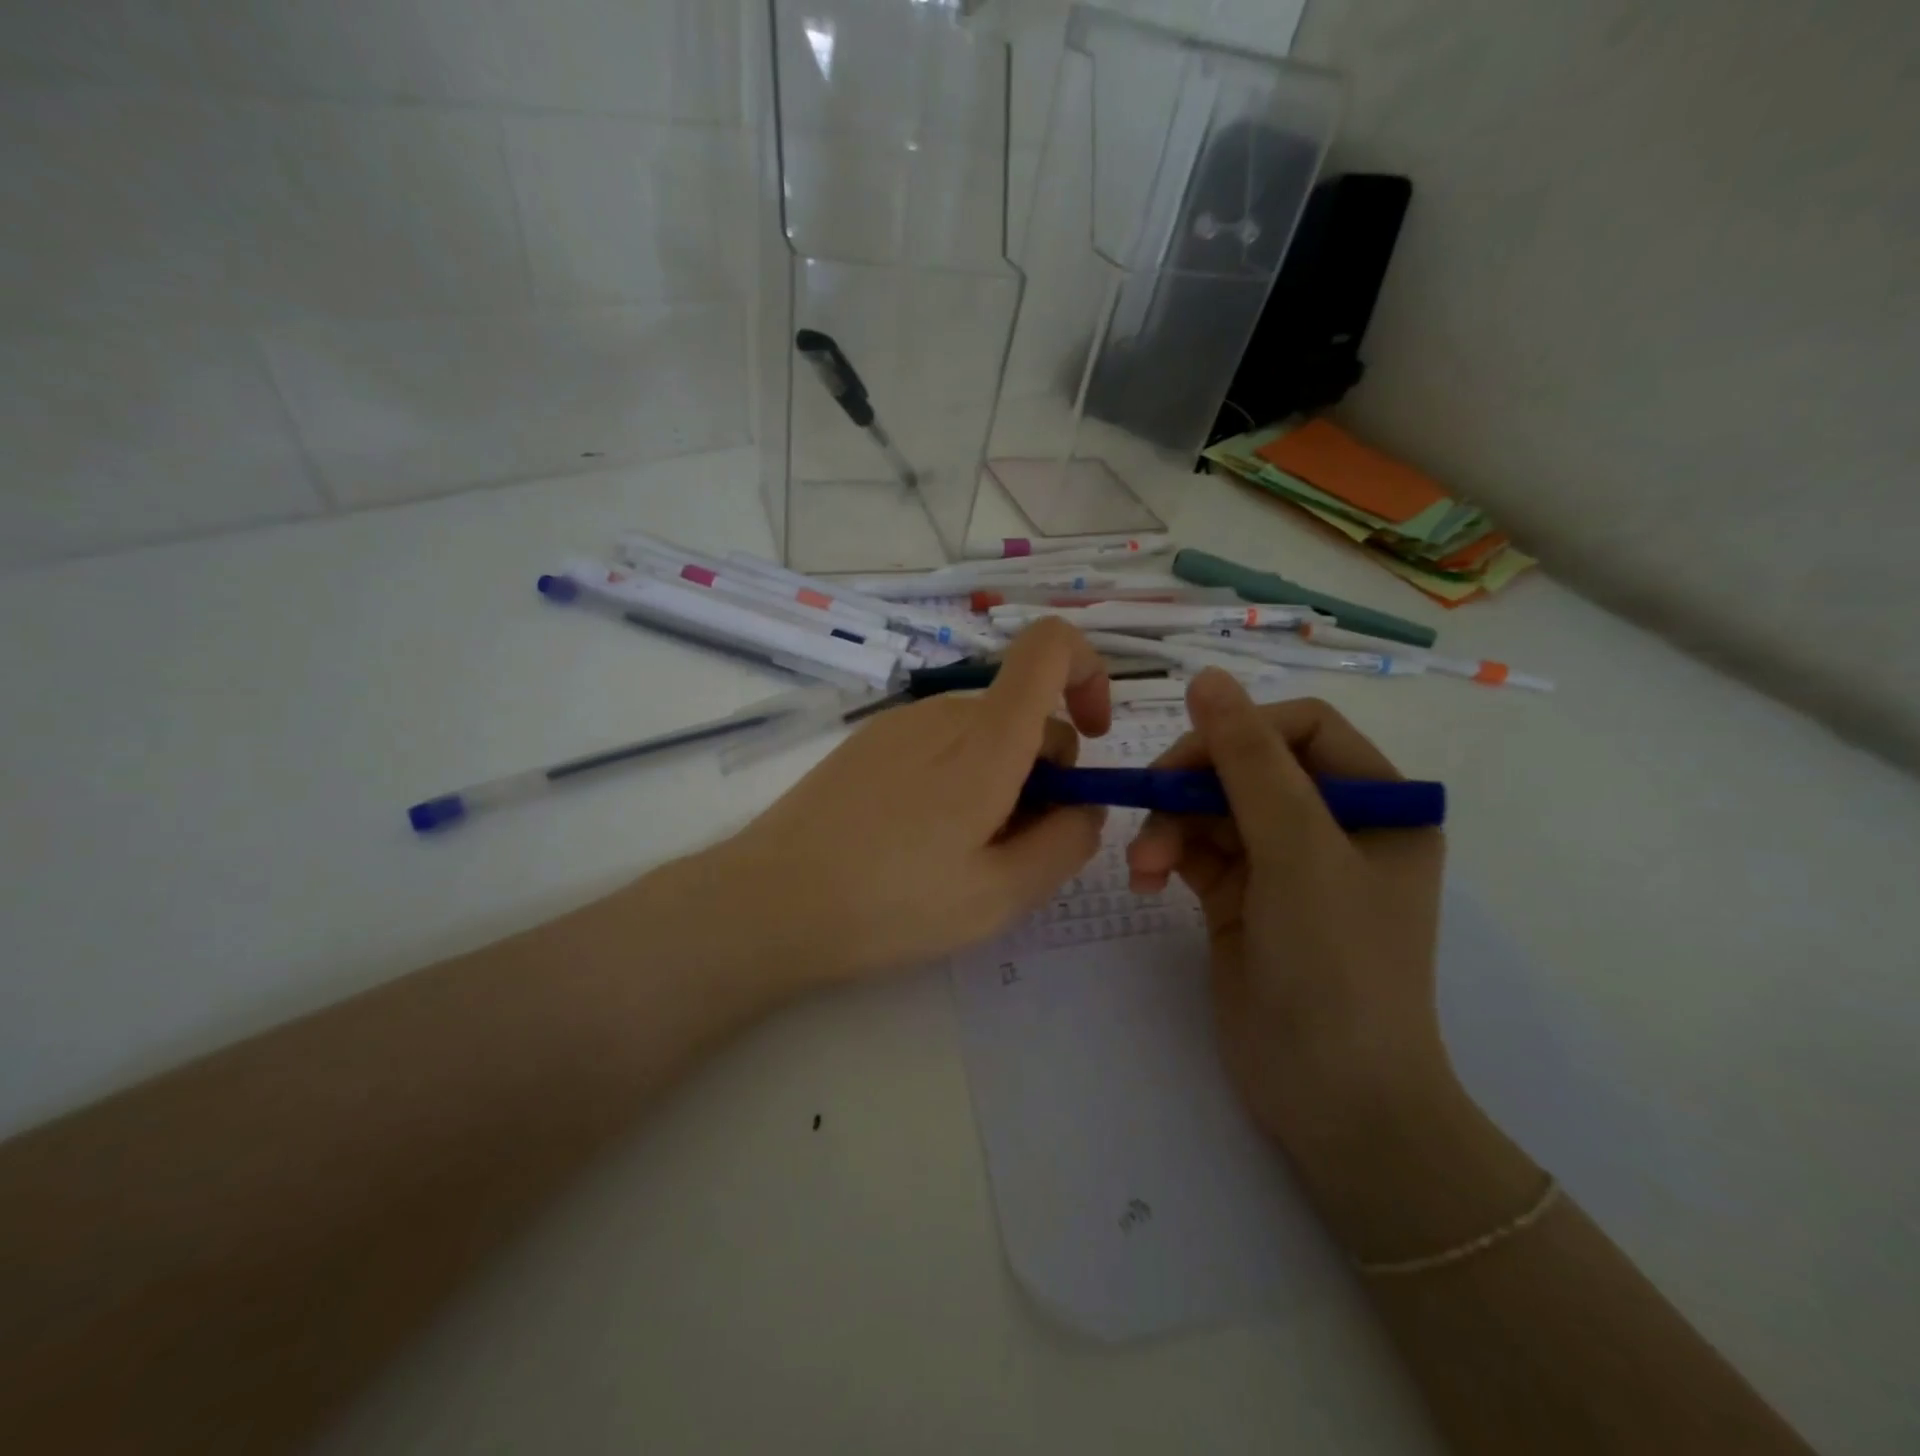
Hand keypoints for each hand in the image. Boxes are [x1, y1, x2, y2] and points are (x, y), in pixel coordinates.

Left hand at [707, 619, 1110, 986]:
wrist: (769, 902)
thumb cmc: (891, 904)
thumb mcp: (1001, 895)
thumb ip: (1066, 843)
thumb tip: (1086, 805)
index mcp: (985, 741)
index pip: (1050, 647)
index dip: (1089, 673)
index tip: (1093, 739)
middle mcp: (943, 714)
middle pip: (1023, 712)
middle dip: (1044, 772)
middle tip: (1015, 849)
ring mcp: (899, 724)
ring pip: (982, 734)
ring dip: (999, 781)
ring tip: (962, 856)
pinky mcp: (868, 743)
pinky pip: (939, 745)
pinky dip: (958, 778)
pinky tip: (920, 841)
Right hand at [1124, 670, 1450, 1164]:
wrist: (1333, 1099)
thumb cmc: (1338, 966)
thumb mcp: (1298, 851)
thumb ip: (1250, 761)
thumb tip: (1207, 678)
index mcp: (1377, 803)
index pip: (1301, 730)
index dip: (1240, 732)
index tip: (1186, 760)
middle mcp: (1332, 825)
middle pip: (1246, 766)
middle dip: (1193, 786)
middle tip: (1150, 806)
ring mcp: (1283, 863)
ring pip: (1211, 808)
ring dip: (1170, 826)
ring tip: (1143, 867)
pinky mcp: (1241, 896)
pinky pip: (1194, 849)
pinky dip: (1165, 855)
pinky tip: (1145, 879)